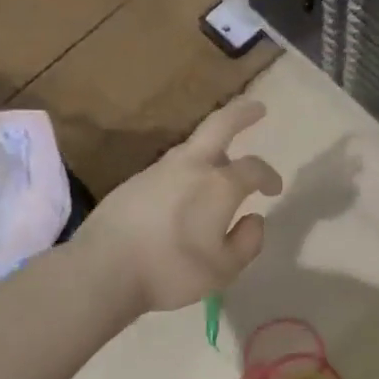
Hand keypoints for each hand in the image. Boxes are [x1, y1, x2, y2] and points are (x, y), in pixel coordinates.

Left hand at [76, 98, 283, 313]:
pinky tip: (185, 192)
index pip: (254, 168)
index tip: (274, 189)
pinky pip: (170, 167)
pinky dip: (187, 169)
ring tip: (221, 163)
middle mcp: (190, 166)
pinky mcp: (134, 182)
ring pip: (192, 147)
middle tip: (258, 107)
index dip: (269, 176)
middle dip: (242, 113)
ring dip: (212, 147)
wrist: (103, 269)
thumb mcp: (224, 269)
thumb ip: (248, 242)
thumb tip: (254, 218)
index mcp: (219, 185)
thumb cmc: (171, 270)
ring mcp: (158, 170)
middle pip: (220, 125)